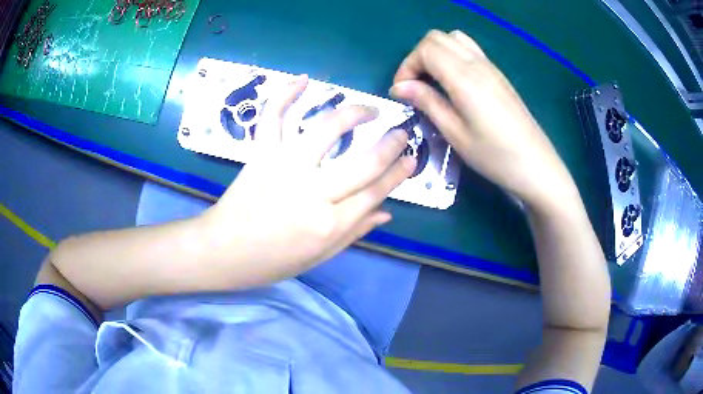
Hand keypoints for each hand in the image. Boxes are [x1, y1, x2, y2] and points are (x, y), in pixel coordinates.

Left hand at [199, 76, 415, 285]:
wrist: (223, 251)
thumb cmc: (272, 261)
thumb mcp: (319, 257)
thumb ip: (354, 233)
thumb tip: (387, 212)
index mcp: (329, 224)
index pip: (376, 191)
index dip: (399, 173)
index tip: (412, 157)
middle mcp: (312, 191)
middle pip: (363, 161)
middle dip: (390, 144)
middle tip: (402, 132)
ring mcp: (284, 166)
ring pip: (326, 129)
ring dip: (354, 112)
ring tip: (370, 109)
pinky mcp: (261, 153)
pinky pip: (274, 117)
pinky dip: (286, 94)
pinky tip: (304, 80)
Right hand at [390, 30, 577, 210]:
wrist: (535, 165)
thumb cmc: (494, 156)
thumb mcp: (455, 133)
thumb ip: (427, 102)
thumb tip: (399, 87)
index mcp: (464, 77)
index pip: (426, 49)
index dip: (407, 66)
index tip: (403, 92)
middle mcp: (477, 63)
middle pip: (437, 38)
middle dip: (418, 57)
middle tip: (415, 86)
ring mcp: (490, 66)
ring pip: (454, 39)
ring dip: (436, 53)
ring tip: (433, 81)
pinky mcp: (498, 74)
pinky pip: (469, 49)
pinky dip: (452, 56)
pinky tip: (454, 83)